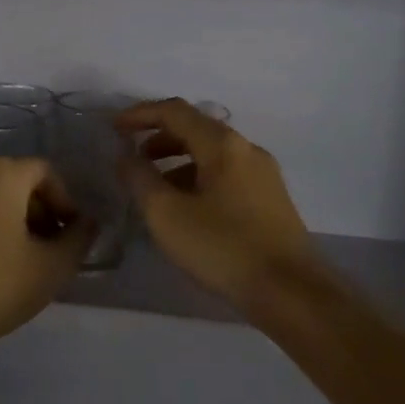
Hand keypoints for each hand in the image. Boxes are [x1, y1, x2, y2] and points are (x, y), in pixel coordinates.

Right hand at [116, 99, 317, 312]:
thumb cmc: (223, 248)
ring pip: (212, 153)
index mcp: (222, 144)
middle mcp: (246, 148)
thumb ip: (140, 179)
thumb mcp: (167, 215)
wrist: (291, 292)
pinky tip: (186, 207)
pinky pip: (226, 173)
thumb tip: (125, 155)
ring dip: (178, 160)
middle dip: (159, 138)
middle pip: (196, 128)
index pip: (175, 111)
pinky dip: (198, 177)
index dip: (140, 114)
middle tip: (132, 159)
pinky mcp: (270, 198)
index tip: (113, 128)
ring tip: (154, 187)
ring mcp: (263, 173)